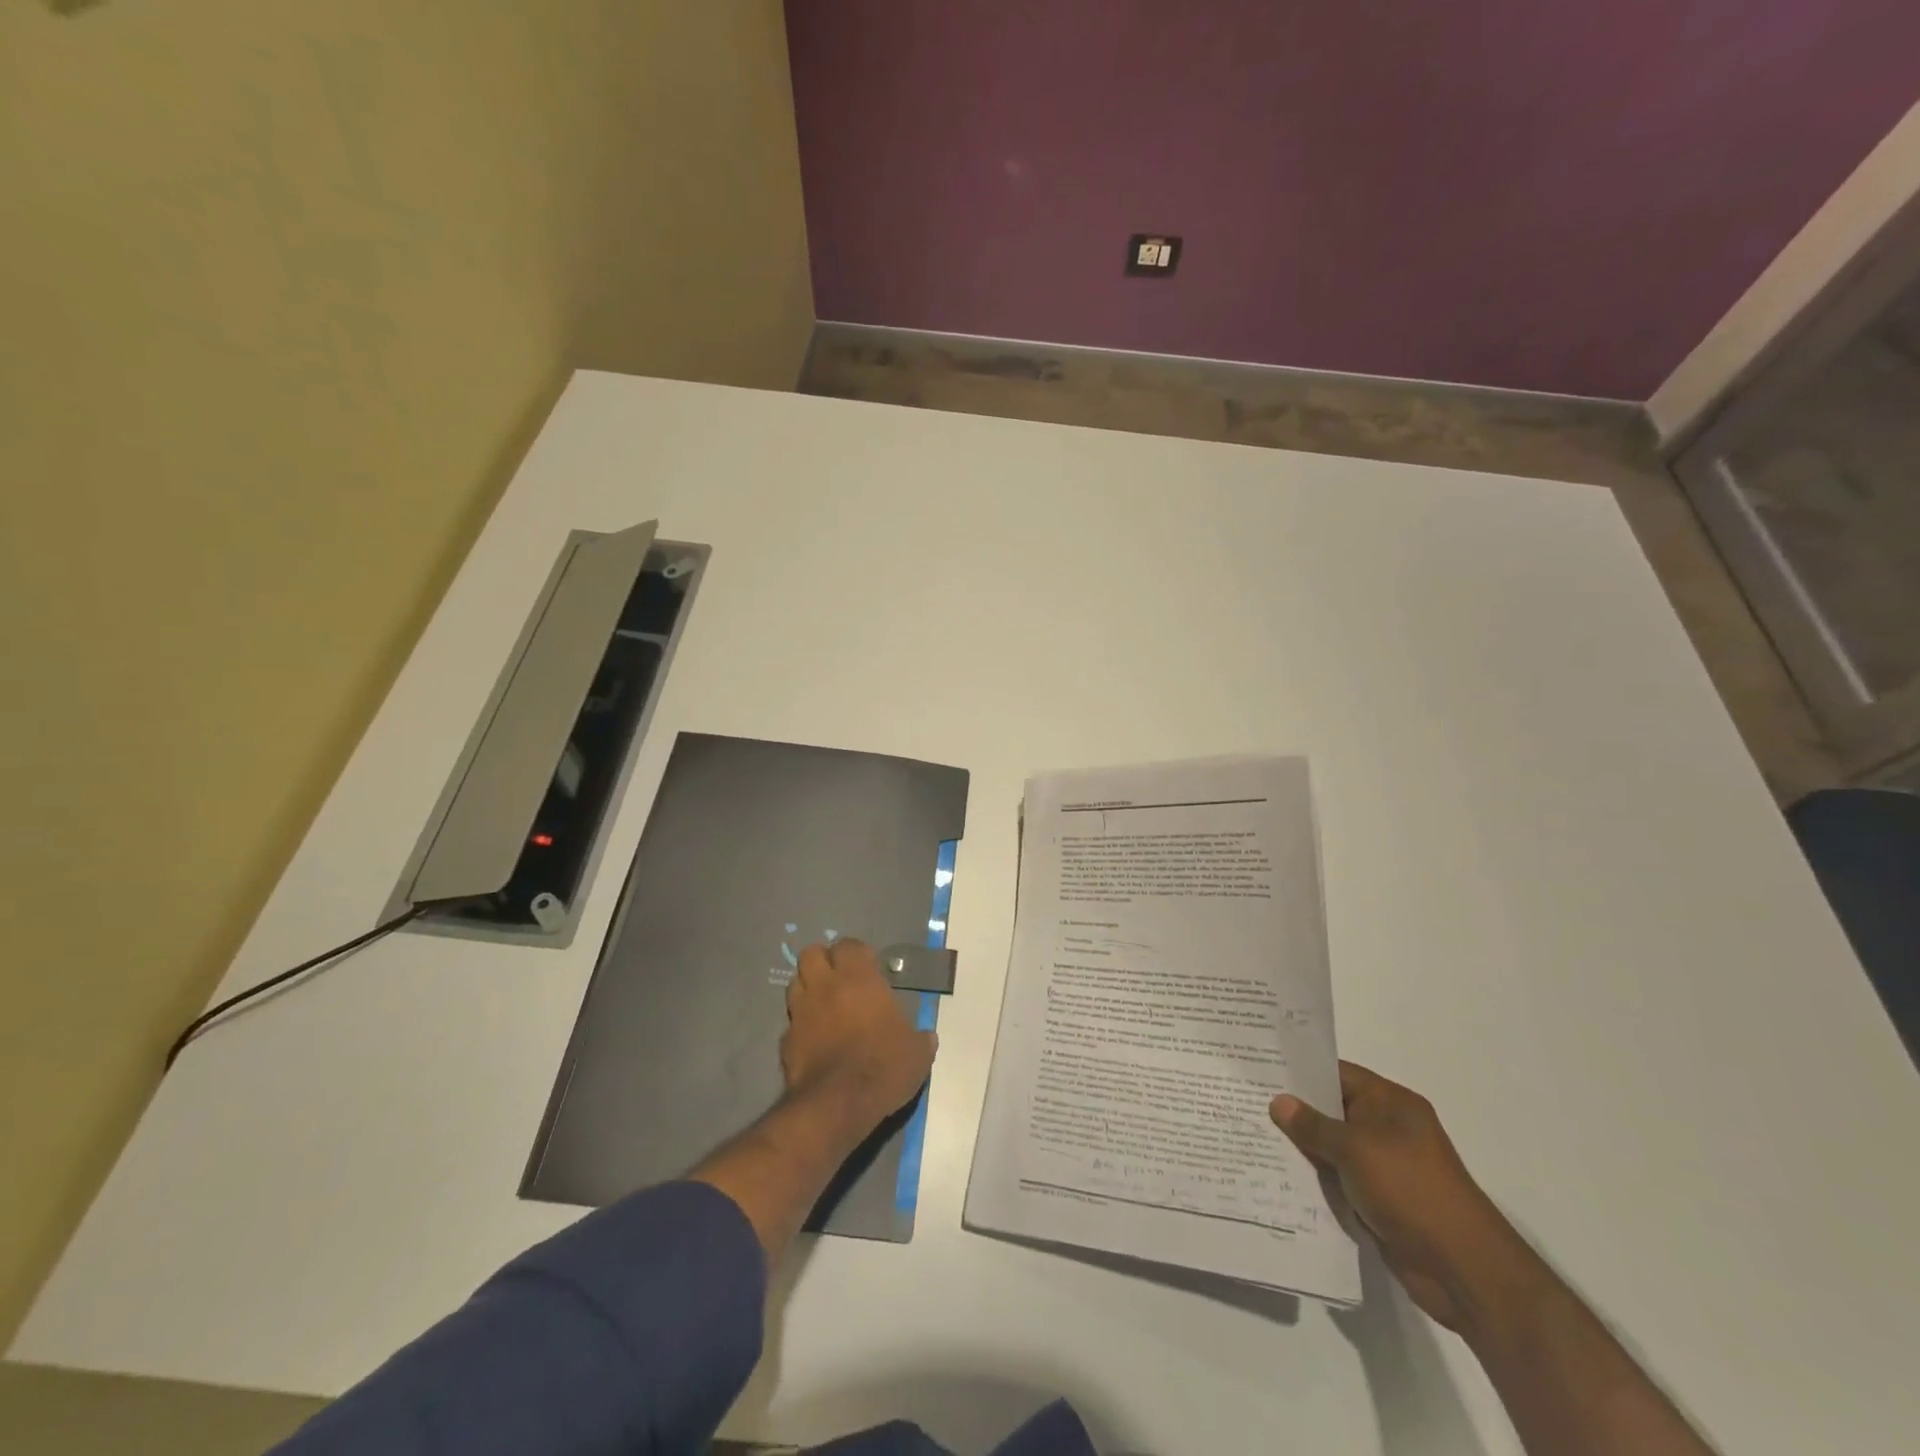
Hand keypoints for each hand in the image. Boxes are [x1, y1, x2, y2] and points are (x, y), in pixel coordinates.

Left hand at [782, 939, 936, 1129]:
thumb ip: (920, 1038)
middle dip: (823, 961)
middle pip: (811, 954)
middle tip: (839, 978)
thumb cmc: (883, 1066)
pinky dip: (801, 1025)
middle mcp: (825, 986)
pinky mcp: (786, 1040)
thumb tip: (926, 1037)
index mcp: (858, 978)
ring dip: (808, 988)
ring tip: (824, 1004)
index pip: (848, 945)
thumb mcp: (916, 1053)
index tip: (868, 967)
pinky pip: (792, 1022)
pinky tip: (814, 1039)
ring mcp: (801, 1012)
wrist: (838, 1104)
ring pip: (795, 983)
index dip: (857, 953)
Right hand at [1271, 1061, 1530, 1331]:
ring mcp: (1384, 1166)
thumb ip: (1313, 1125)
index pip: (1337, 1073)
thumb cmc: (1411, 1191)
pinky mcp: (1378, 1199)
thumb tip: (1278, 1102)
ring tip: (1252, 1134)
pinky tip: (1278, 1173)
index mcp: (1391, 1104)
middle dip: (1294, 1109)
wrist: (1463, 1270)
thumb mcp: (1356, 1149)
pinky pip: (1338, 1178)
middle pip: (1332, 1109)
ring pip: (1332, 1146)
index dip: (1300, 1070)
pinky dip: (1314, 1176)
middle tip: (1245, 1100)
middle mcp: (1388, 1128)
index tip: (1259, 1067)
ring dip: (1301, 1146)